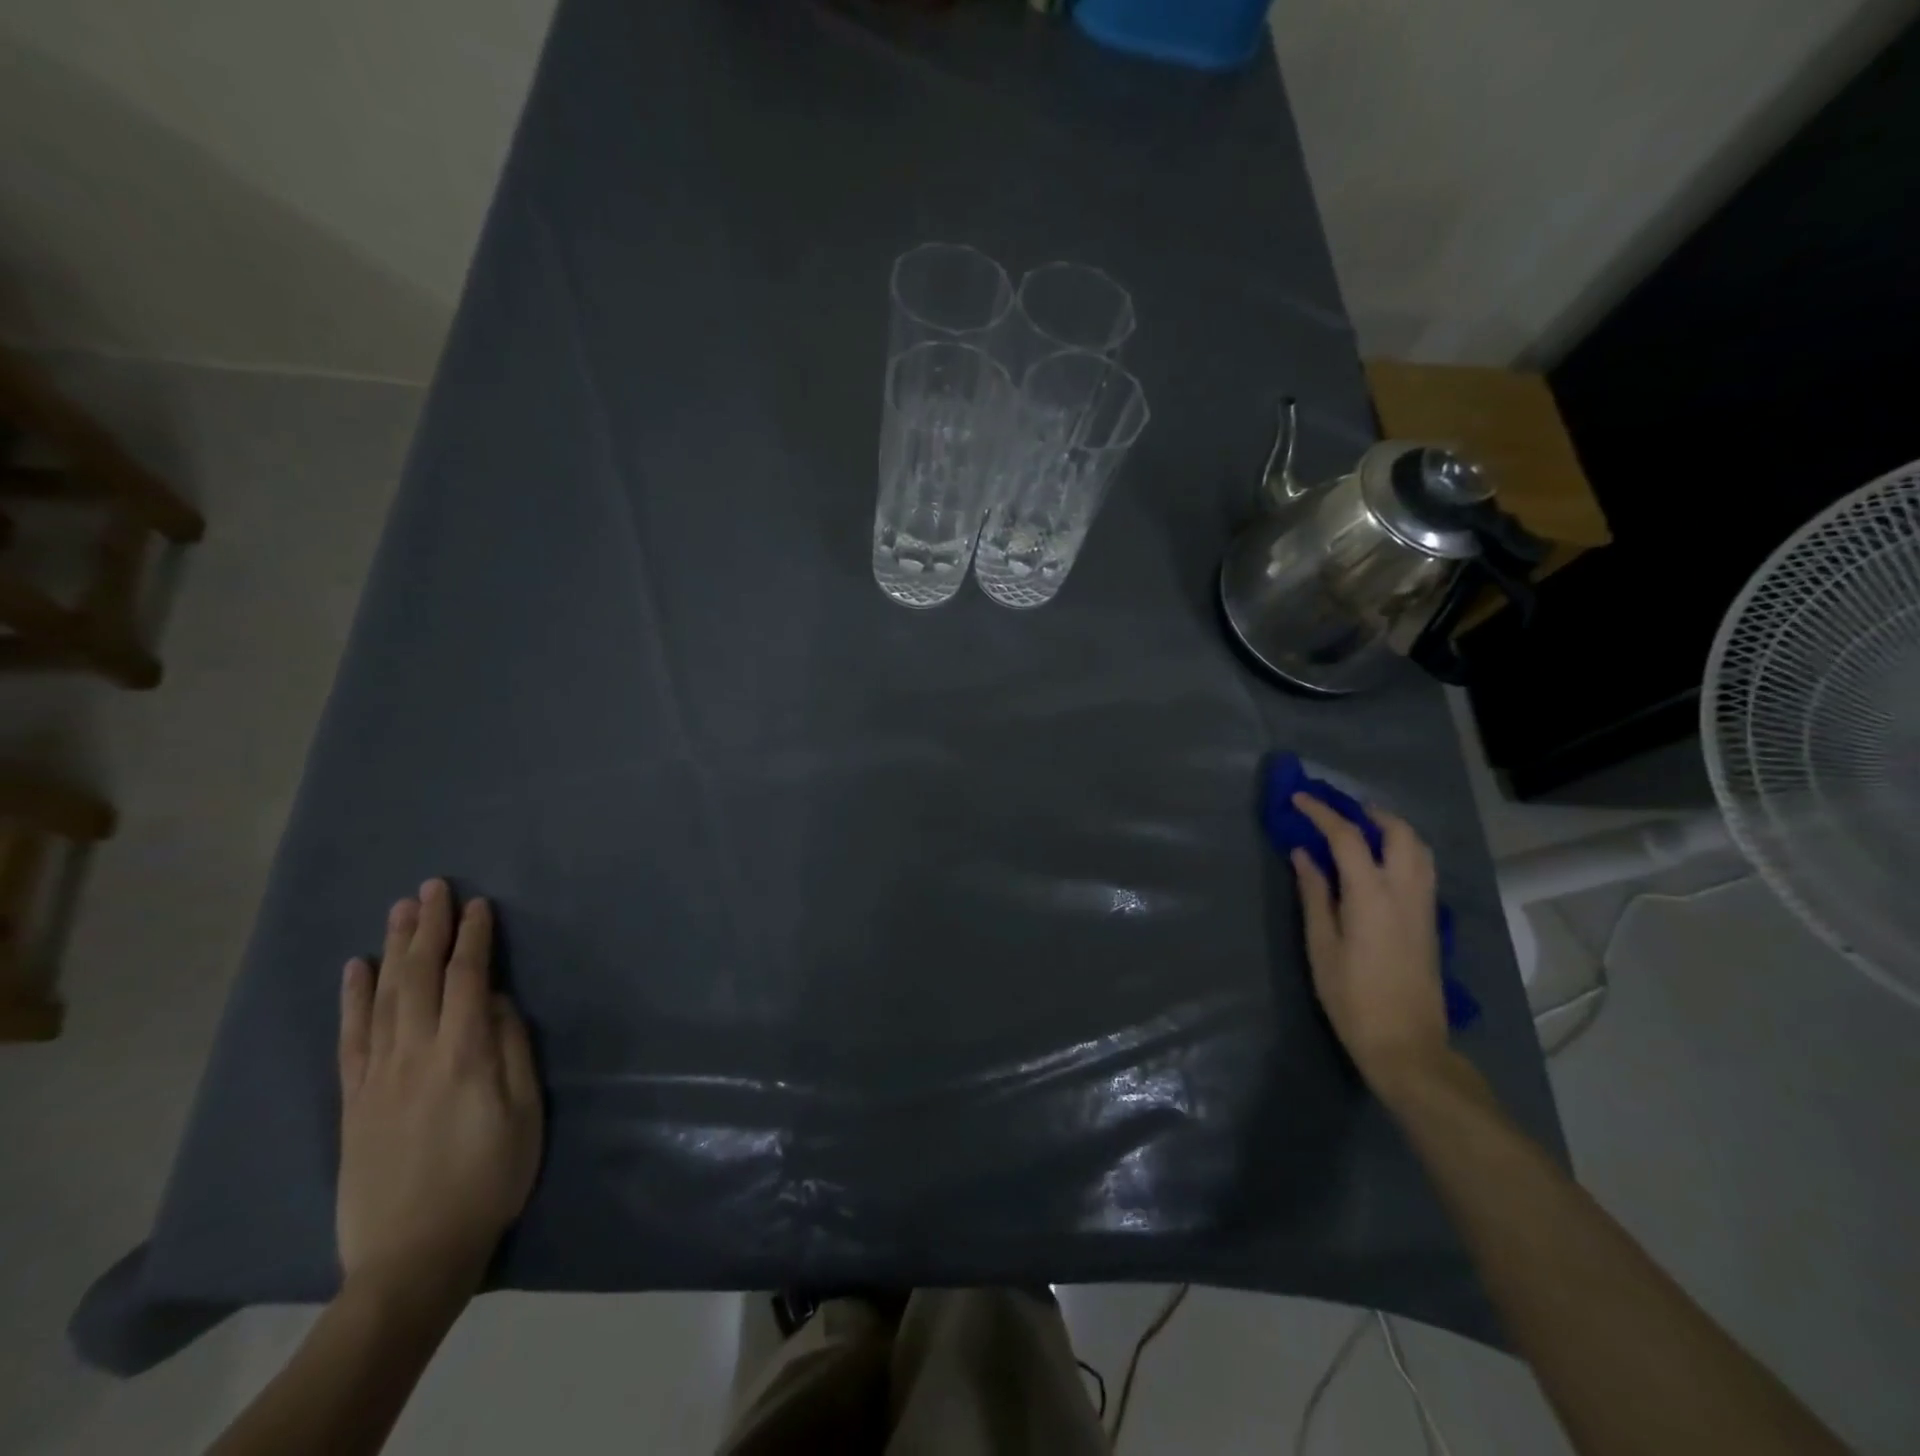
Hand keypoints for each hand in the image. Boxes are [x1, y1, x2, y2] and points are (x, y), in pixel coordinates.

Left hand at [337, 879, 542, 1305]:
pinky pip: (350, 1038)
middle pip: (419, 977)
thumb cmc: (489, 1180)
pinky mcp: (353, 1100)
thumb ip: (512, 1050)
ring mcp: (377, 1077)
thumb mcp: (524, 1114)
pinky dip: (352, 999)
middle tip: (433, 886)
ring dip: (392, 948)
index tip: (479, 904)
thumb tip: (496, 1000)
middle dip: (428, 927)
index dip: (474, 938)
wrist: (413, 1255)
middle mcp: (415, 1055)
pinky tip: (355, 969)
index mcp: (464, 1056)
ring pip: (383, 997)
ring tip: (400, 909)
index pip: (466, 979)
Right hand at [1289, 794, 1450, 1099]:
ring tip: (1360, 832)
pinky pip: (1422, 869)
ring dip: (1391, 830)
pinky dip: (1402, 851)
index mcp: (1371, 895)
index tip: (1299, 799)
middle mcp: (1405, 891)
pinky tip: (1377, 865)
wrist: (1406, 1044)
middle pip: (1398, 833)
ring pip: (1419, 849)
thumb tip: (1304, 854)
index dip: (1322, 812)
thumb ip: (1314, 894)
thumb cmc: (1351, 997)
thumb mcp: (1321, 945)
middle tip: (1337, 813)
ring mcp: (1424, 906)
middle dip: (1368, 813)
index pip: (1348, 837)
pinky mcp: (1430, 922)